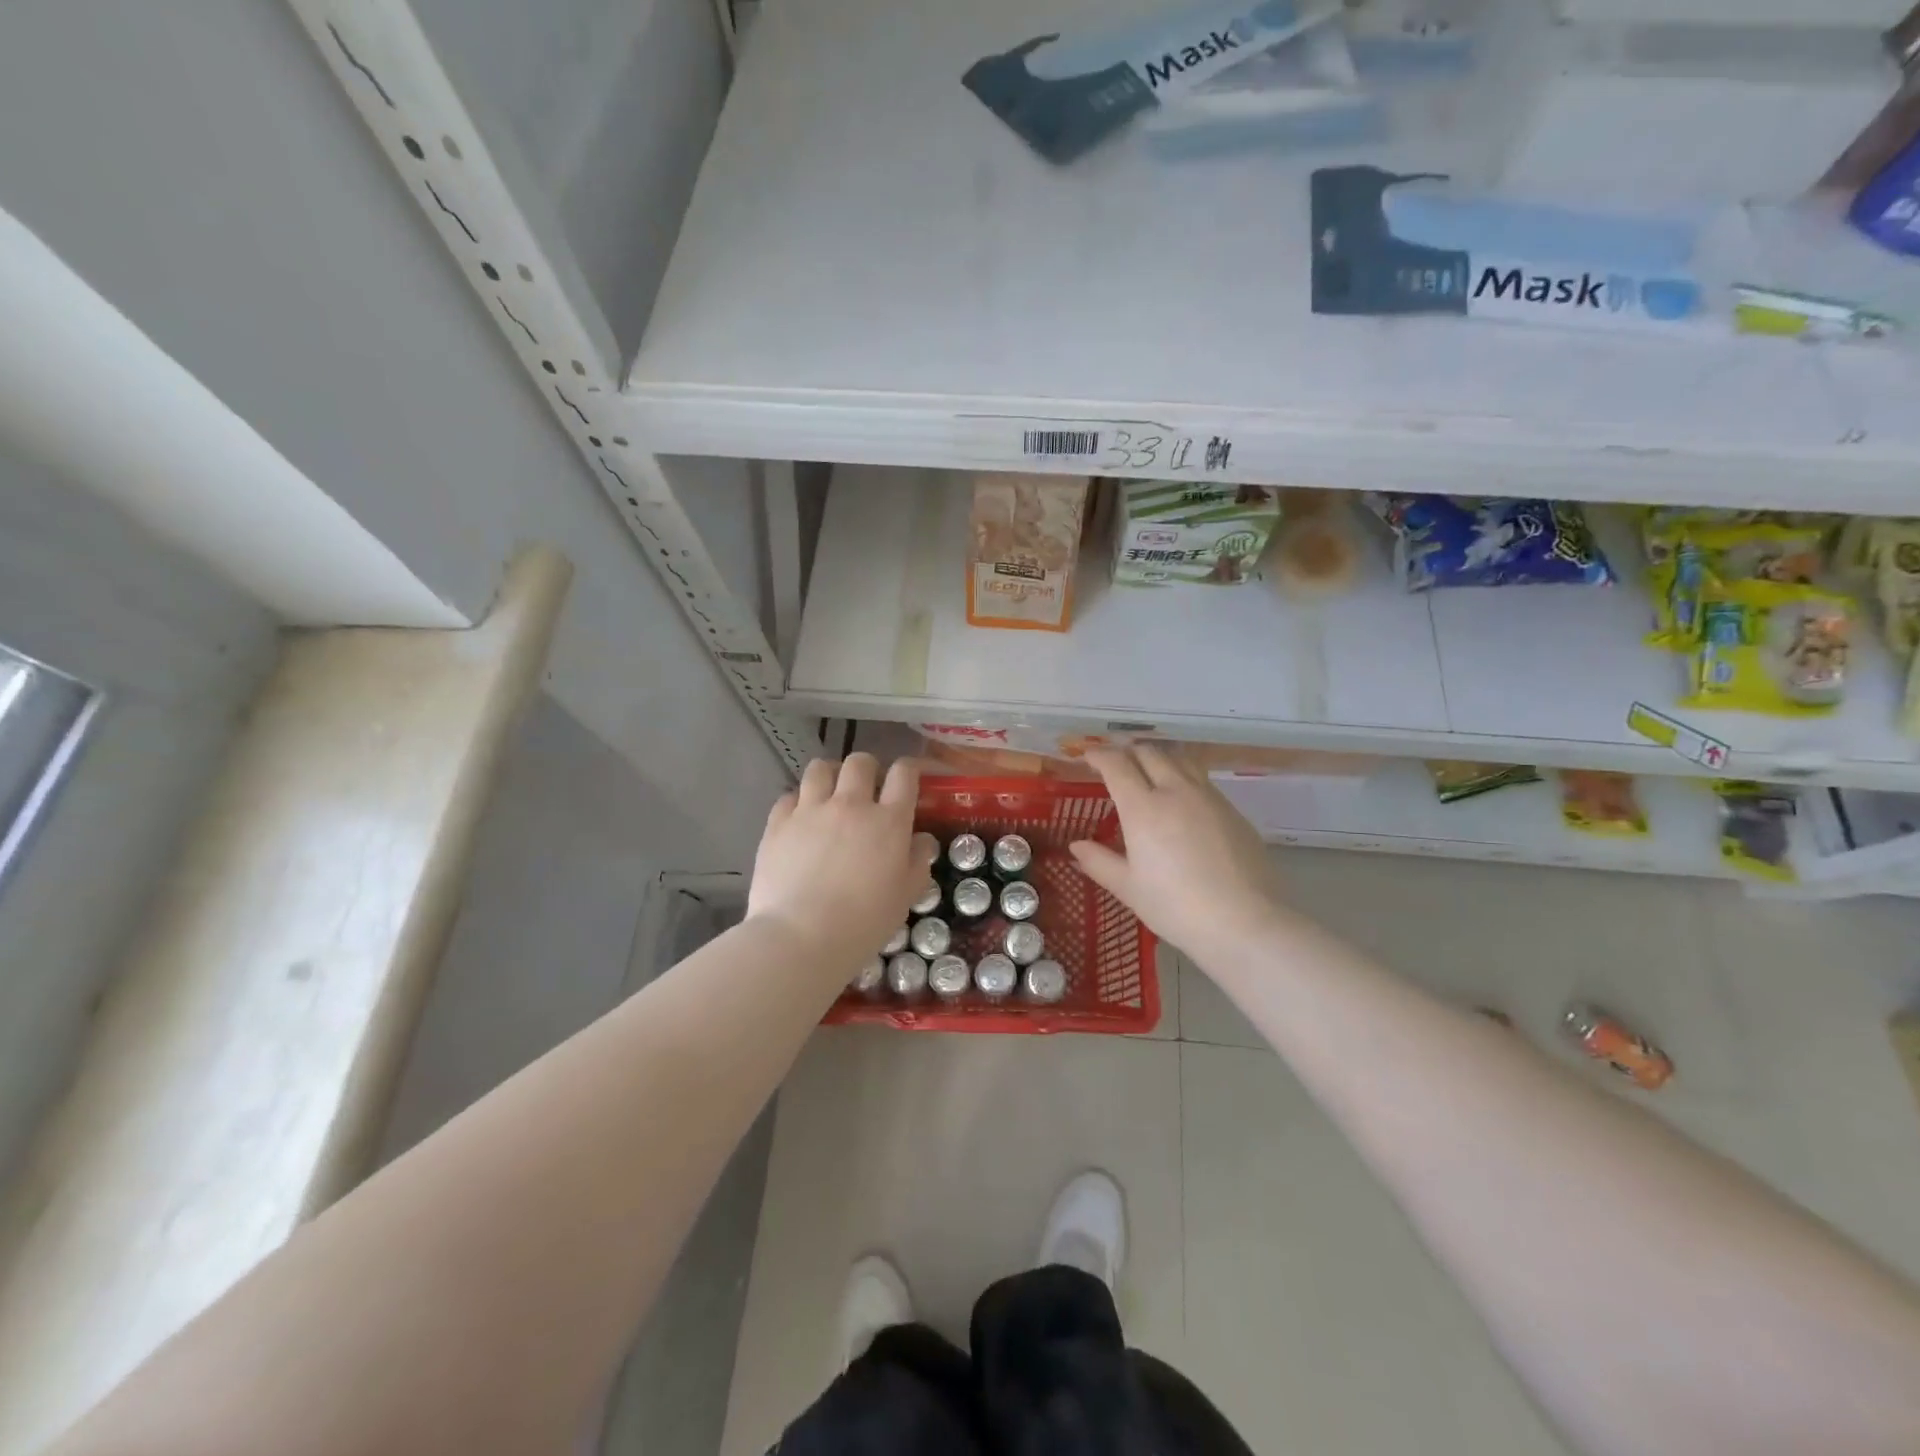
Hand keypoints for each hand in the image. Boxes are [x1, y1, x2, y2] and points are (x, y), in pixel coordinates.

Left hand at [747, 754, 936, 970]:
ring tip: (830, 794)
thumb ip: (918, 861)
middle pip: (860, 762)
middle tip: (866, 790)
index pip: (904, 773)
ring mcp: (810, 810)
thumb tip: (922, 839)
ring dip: (830, 776)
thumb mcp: (905, 896)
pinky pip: (789, 796)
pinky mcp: (778, 823)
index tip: (909, 778)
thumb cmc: (864, 922)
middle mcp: (851, 804)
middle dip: (867, 769)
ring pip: (820, 768)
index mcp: (889, 820)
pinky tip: (800, 820)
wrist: (801, 937)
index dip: (909, 769)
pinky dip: (798, 802)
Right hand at [1070, 744, 1289, 963]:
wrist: (1245, 922)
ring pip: (1179, 760)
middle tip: (1115, 764)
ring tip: (1148, 772)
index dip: (1099, 755)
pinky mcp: (1233, 810)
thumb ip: (1099, 862)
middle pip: (1149, 753)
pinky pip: (1201, 779)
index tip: (1088, 756)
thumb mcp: (1129, 889)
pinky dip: (1182, 776)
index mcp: (1144, 808)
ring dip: (1157, 758)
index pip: (1117, 765)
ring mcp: (1209, 797)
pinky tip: (1181, 799)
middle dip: (1127, 752)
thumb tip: (1076, 847)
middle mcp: (1176, 791)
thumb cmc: (1176, 907)